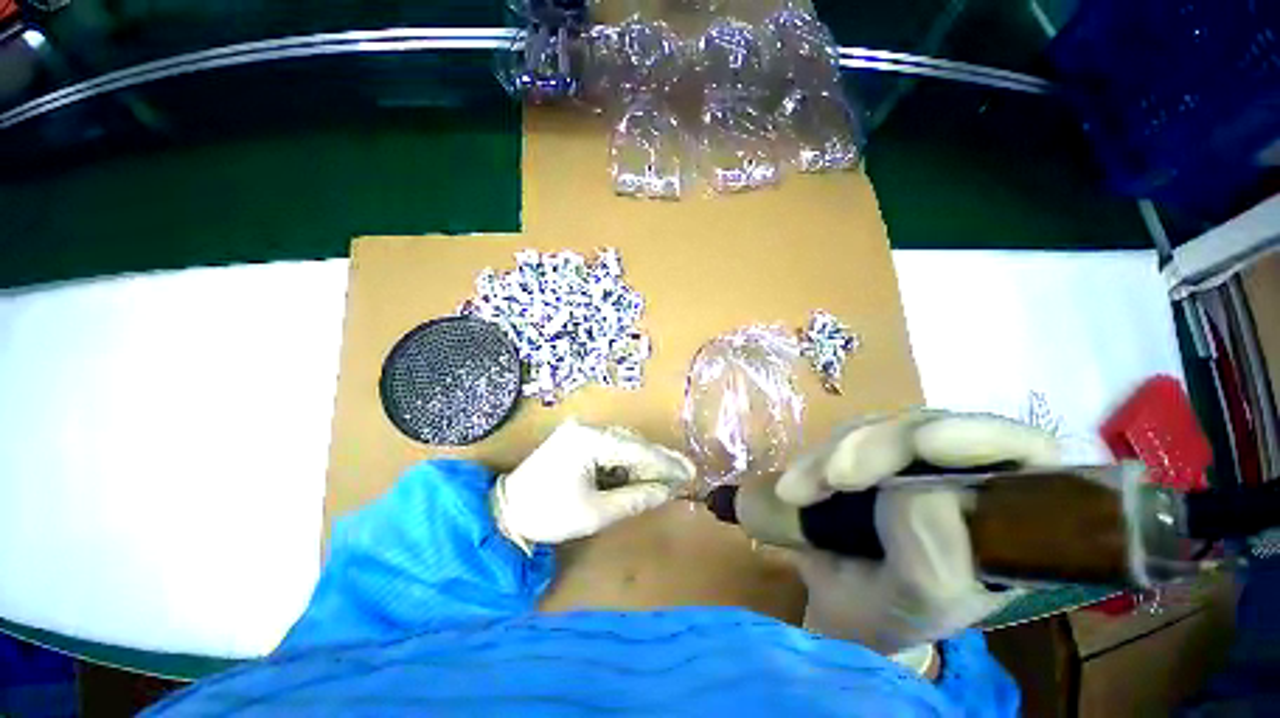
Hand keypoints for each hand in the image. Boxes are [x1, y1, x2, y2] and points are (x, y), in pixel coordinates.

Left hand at [493, 420, 694, 551]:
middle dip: (657, 461)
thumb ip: (636, 498)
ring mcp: (581, 431)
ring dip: (643, 462)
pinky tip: (638, 475)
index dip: (665, 463)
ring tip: (664, 479)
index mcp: (589, 440)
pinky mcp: (577, 438)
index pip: (637, 450)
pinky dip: (626, 462)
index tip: (689, 473)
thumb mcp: (596, 512)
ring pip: (624, 443)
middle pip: (632, 442)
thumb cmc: (549, 514)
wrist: (505, 511)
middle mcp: (587, 427)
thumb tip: (667, 491)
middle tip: (683, 475)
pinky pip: (610, 447)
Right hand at [776, 411, 1059, 654]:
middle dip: (876, 446)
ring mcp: (914, 459)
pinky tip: (798, 486)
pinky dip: (814, 457)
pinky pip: (844, 437)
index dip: (981, 436)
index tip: (922, 444)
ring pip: (880, 425)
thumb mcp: (914, 609)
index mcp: (1006, 521)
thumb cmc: (887, 616)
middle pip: (935, 427)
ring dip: (833, 453)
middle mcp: (966, 478)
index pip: (1024, 454)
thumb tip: (919, 494)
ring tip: (798, 492)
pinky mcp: (869, 452)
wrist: (838, 602)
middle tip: (830, 477)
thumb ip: (933, 568)